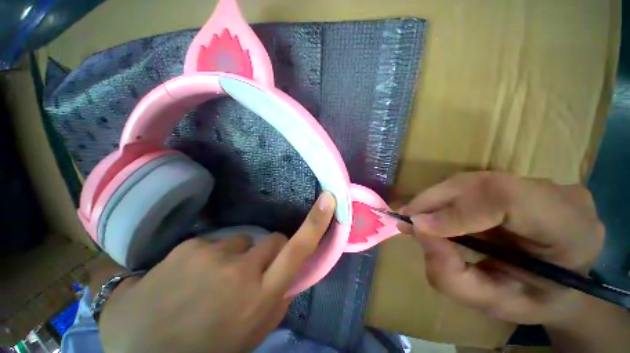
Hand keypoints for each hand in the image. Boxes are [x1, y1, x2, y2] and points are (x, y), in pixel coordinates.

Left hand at [99, 192, 335, 352]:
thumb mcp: (249, 338)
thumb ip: (274, 306)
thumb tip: (286, 281)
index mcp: (259, 297)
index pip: (298, 249)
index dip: (316, 223)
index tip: (328, 200)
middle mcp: (241, 270)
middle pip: (273, 240)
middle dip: (268, 253)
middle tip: (249, 273)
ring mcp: (213, 255)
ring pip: (242, 241)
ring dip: (235, 257)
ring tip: (210, 282)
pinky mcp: (189, 247)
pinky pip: (214, 243)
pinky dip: (209, 257)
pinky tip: (186, 279)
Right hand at [398, 172, 603, 324]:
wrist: (563, 285)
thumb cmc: (533, 301)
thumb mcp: (492, 304)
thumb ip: (451, 275)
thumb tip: (419, 230)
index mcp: (571, 231)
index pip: (507, 199)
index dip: (456, 210)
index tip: (418, 227)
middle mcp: (560, 196)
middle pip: (482, 183)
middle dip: (434, 201)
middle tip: (406, 219)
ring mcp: (544, 183)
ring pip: (473, 181)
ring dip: (437, 199)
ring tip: (416, 217)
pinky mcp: (523, 182)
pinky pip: (474, 185)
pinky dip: (448, 199)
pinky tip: (435, 213)